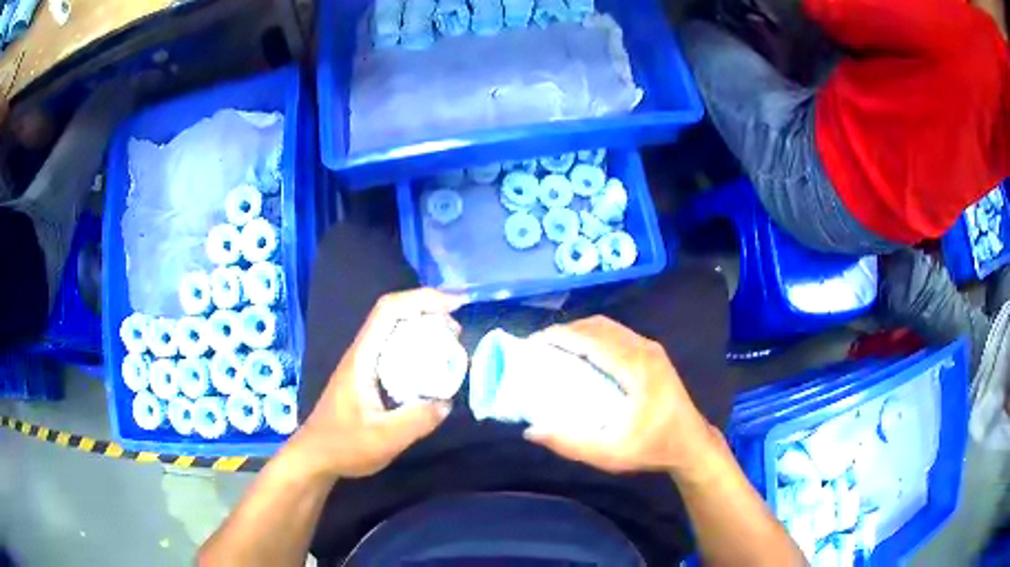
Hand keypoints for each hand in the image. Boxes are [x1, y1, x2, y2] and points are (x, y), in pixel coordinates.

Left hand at [291, 289, 465, 479]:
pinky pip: (395, 350)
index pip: (389, 311)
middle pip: (394, 315)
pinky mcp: (367, 377)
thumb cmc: (344, 446)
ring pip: (395, 331)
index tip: (456, 305)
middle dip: (429, 312)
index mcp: (362, 358)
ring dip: (424, 329)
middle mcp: (362, 353)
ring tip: (451, 345)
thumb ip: (417, 421)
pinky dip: (418, 348)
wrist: (315, 456)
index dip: (423, 299)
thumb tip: (446, 401)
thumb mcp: (383, 439)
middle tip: (458, 333)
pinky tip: (432, 369)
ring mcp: (363, 364)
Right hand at [523, 316, 720, 477]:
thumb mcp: (610, 455)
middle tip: (539, 348)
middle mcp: (644, 349)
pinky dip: (593, 336)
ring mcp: (651, 348)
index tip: (532, 344)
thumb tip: (531, 431)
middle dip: (565, 331)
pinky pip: (618, 334)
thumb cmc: (653, 449)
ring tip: (555, 349)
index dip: (559, 336)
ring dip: (579, 332)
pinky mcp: (653, 353)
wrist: (692, 444)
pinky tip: (582, 355)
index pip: (591, 339)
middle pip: (598, 326)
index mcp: (636, 368)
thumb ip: (571, 443)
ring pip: (608, 327)